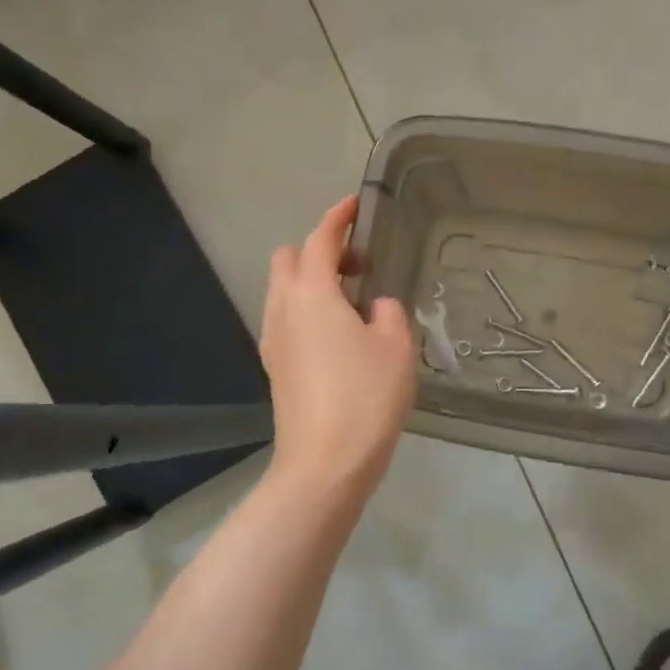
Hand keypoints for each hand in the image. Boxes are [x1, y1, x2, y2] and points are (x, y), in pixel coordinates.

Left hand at [260, 197, 416, 504]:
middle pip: (290, 258)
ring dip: (312, 281)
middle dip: (319, 249)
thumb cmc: (366, 398)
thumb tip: (374, 308)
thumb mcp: (396, 347)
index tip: (354, 205)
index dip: (338, 217)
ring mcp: (273, 339)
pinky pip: (286, 319)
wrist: (324, 465)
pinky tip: (338, 336)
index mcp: (312, 293)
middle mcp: (283, 308)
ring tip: (353, 303)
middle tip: (359, 265)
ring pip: (284, 290)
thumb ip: (388, 313)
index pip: (321, 239)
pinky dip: (307, 309)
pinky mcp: (275, 367)